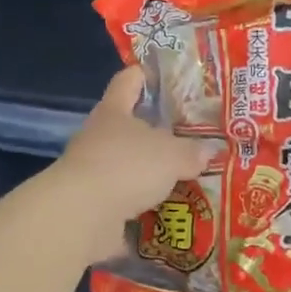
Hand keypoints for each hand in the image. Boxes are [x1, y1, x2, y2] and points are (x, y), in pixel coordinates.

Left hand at [51, 69, 216, 263]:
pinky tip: (166, 210)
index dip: (143, 75)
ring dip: (147, 172)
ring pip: (125, 164)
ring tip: (181, 176)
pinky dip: (141, 204)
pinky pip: (123, 199)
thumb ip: (191, 152)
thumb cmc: (127, 166)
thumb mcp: (172, 155)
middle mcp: (97, 137)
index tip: (162, 76)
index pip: (127, 82)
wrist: (82, 216)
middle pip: (126, 126)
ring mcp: (91, 171)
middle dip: (153, 132)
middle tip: (186, 136)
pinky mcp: (91, 205)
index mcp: (113, 111)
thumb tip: (208, 151)